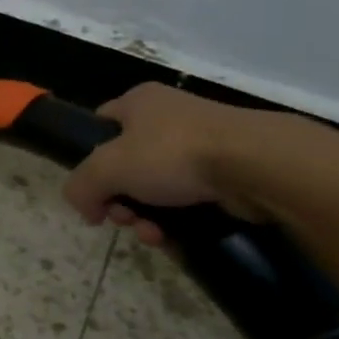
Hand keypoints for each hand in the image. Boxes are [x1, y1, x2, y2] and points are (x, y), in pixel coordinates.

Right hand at [61, 84, 288, 244]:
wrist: (258, 166)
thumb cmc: (173, 153)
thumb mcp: (106, 168)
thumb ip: (80, 186)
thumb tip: (85, 208)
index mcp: (138, 102)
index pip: (99, 127)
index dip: (88, 159)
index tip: (93, 190)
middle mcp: (168, 117)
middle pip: (125, 165)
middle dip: (119, 200)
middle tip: (123, 218)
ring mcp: (201, 143)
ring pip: (156, 187)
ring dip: (145, 216)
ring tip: (153, 234)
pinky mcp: (227, 171)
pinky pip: (187, 199)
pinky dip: (176, 219)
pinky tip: (173, 235)